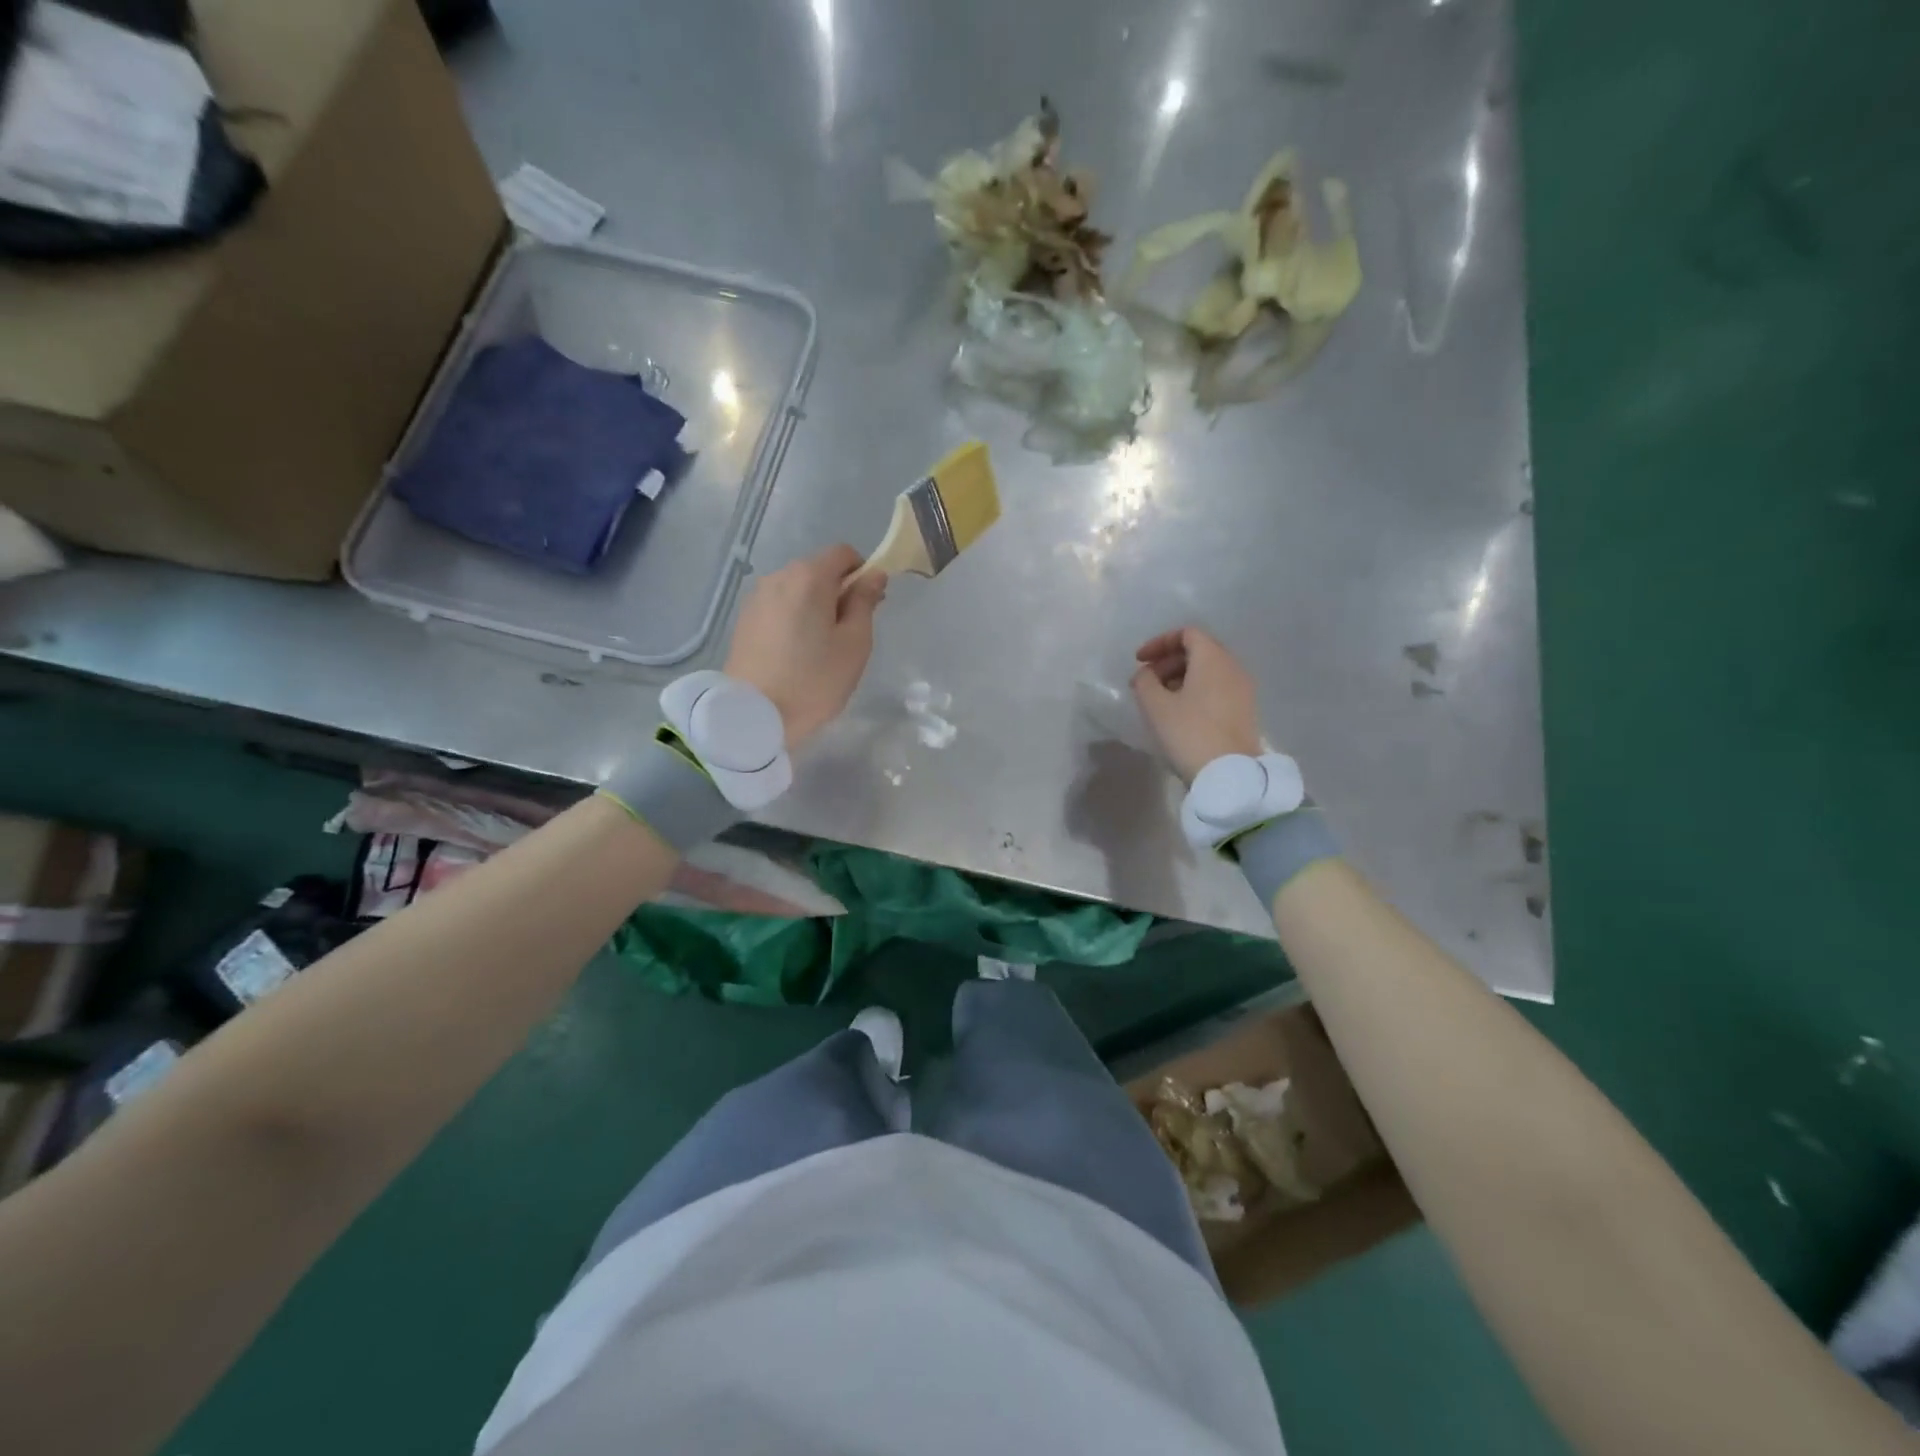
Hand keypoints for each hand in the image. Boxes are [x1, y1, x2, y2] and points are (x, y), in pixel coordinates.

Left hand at [725, 545, 885, 746]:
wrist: (754, 715)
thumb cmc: (814, 681)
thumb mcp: (854, 644)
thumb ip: (865, 602)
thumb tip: (874, 575)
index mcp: (809, 577)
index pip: (844, 553)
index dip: (862, 573)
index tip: (868, 606)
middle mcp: (779, 577)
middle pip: (818, 571)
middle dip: (838, 592)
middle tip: (847, 634)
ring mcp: (757, 598)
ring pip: (797, 590)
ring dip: (814, 607)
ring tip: (819, 648)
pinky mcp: (744, 620)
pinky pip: (779, 607)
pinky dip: (793, 619)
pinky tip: (794, 654)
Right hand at [1131, 627, 1263, 783]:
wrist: (1229, 773)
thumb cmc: (1189, 732)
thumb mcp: (1155, 706)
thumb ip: (1144, 681)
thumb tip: (1146, 674)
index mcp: (1212, 658)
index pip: (1187, 633)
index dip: (1159, 642)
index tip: (1139, 661)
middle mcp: (1232, 666)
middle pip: (1199, 650)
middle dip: (1169, 661)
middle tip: (1146, 681)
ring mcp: (1242, 689)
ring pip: (1209, 670)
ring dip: (1181, 677)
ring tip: (1160, 699)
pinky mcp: (1245, 710)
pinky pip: (1217, 687)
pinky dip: (1196, 690)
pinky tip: (1180, 712)